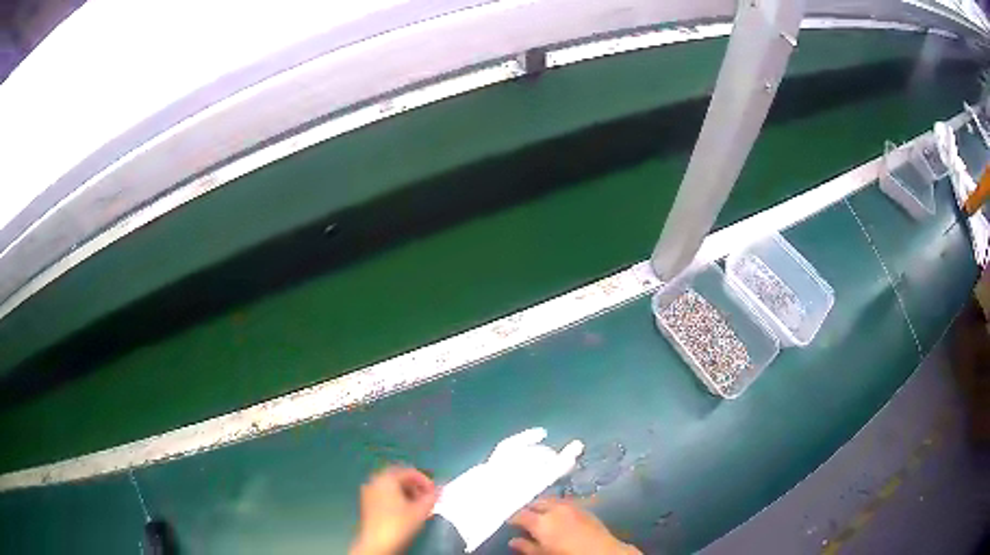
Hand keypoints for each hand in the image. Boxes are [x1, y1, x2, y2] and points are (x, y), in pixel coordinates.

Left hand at [350, 466, 438, 554]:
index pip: (409, 472)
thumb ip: (432, 497)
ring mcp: (368, 493)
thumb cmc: (399, 524)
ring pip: (392, 488)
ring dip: (408, 494)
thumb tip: (440, 489)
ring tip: (420, 507)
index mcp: (386, 478)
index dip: (425, 481)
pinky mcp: (367, 504)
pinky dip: (398, 500)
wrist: (377, 543)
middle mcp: (375, 481)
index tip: (435, 492)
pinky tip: (407, 511)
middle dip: (416, 487)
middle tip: (428, 499)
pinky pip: (385, 496)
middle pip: (399, 478)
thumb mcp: (420, 510)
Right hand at [509, 498, 639, 554]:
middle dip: (528, 508)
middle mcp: (555, 509)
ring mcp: (571, 506)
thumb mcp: (543, 554)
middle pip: (536, 503)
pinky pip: (565, 502)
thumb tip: (513, 540)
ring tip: (539, 514)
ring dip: (543, 505)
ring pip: (551, 500)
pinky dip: (557, 506)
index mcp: (541, 521)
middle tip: (523, 516)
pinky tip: (557, 514)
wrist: (603, 552)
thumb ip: (526, 546)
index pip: (520, 514)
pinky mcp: (585, 508)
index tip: (509, 522)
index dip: (513, 518)